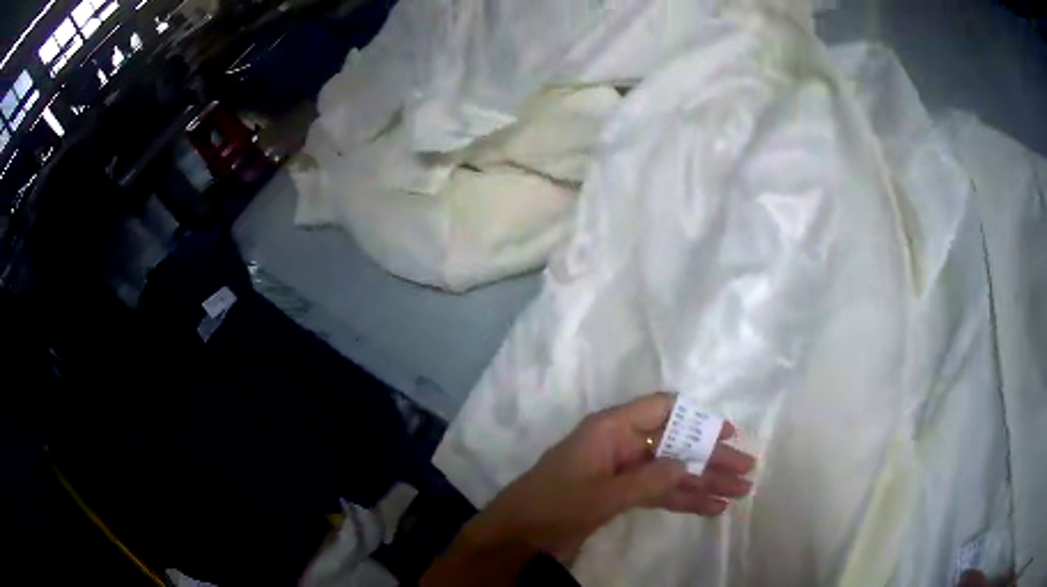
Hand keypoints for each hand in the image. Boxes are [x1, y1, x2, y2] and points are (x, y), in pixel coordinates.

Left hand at [465, 393, 755, 563]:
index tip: (730, 434)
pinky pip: (659, 492)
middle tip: (746, 470)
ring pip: (671, 471)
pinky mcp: (620, 494)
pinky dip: (683, 499)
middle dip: (710, 458)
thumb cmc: (554, 506)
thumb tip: (689, 461)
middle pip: (675, 443)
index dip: (698, 419)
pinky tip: (711, 508)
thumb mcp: (604, 494)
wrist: (517, 536)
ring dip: (703, 482)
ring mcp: (622, 471)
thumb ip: (649, 479)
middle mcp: (620, 444)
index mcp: (611, 429)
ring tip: (738, 494)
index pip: (663, 410)